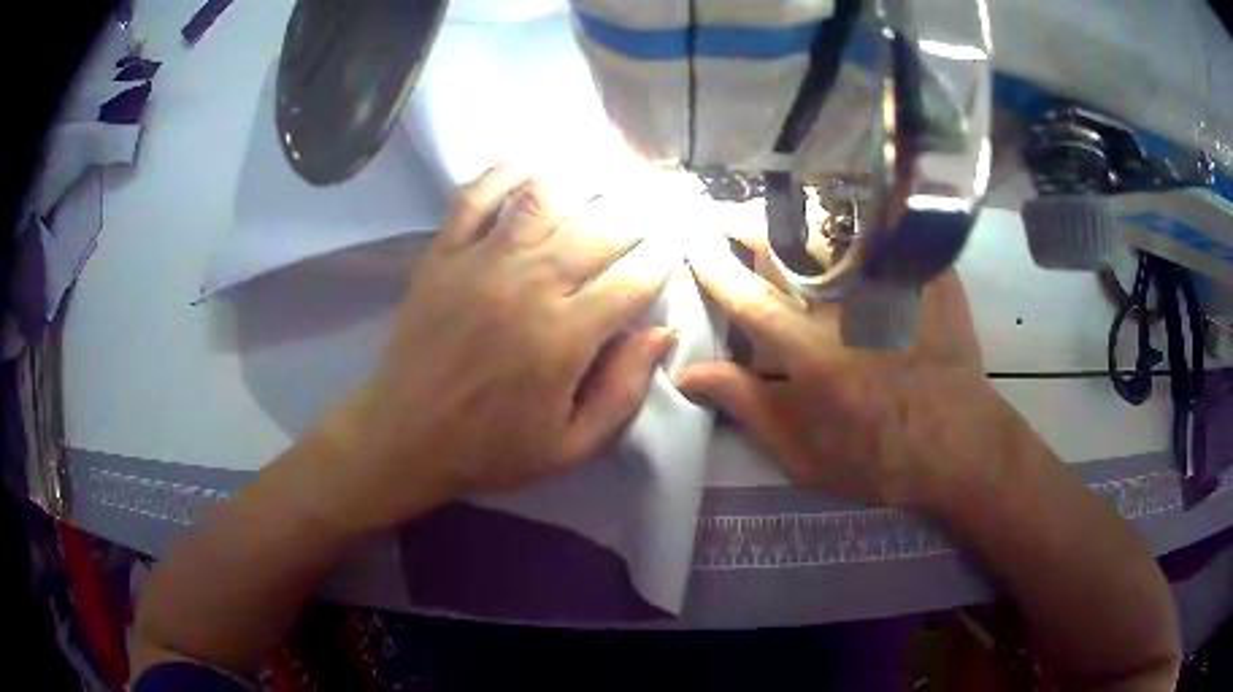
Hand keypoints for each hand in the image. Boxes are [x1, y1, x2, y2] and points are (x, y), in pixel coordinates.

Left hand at [319, 165, 676, 531]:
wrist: (402, 438)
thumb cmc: (489, 449)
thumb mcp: (571, 447)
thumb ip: (623, 391)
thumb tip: (662, 331)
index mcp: (564, 338)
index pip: (634, 278)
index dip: (664, 256)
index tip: (674, 246)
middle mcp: (529, 286)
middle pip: (600, 227)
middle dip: (637, 214)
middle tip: (650, 210)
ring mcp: (481, 262)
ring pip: (545, 197)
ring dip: (583, 184)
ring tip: (603, 185)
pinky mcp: (443, 254)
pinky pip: (476, 195)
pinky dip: (507, 172)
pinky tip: (533, 167)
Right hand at [677, 235, 1004, 509]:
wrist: (958, 446)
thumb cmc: (877, 458)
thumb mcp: (802, 453)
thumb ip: (745, 406)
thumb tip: (689, 373)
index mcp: (809, 352)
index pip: (746, 296)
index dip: (713, 268)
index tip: (690, 243)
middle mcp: (845, 307)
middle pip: (787, 247)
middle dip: (746, 223)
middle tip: (723, 213)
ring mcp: (890, 286)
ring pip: (834, 230)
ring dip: (796, 215)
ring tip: (775, 208)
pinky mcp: (925, 276)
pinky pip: (887, 232)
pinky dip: (860, 215)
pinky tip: (846, 207)